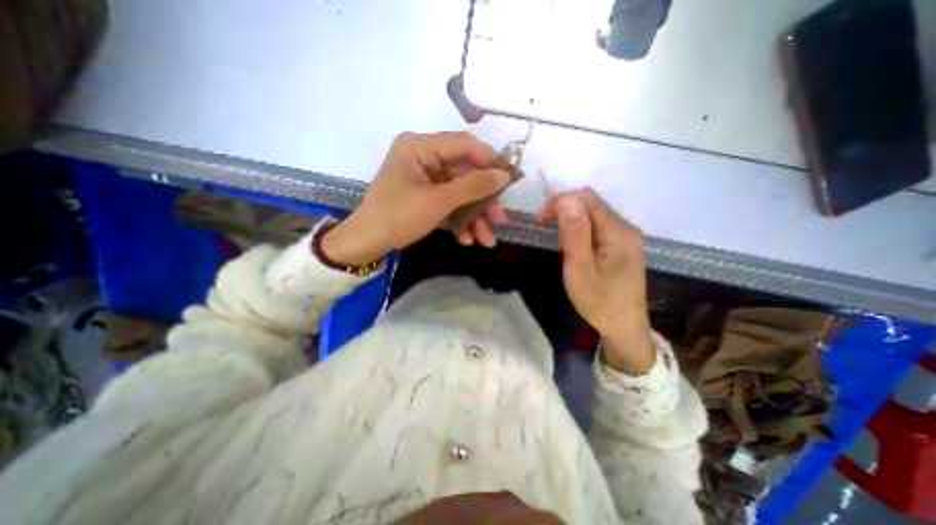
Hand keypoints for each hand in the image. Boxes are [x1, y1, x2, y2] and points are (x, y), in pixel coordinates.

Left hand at [320, 132, 511, 262]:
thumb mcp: (438, 201)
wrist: (368, 243)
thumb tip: (505, 176)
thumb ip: (473, 186)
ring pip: (460, 192)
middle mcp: (424, 157)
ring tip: (487, 240)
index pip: (464, 145)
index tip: (509, 181)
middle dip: (483, 201)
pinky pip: (449, 203)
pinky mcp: (425, 195)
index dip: (490, 162)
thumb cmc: (399, 216)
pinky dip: (459, 221)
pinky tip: (467, 240)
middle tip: (500, 220)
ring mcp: (425, 178)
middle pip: (465, 174)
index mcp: (420, 146)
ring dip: (474, 217)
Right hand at [546, 187, 651, 372]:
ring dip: (570, 219)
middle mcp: (625, 227)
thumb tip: (565, 198)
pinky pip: (598, 226)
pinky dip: (579, 228)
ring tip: (555, 237)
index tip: (541, 221)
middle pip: (591, 203)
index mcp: (617, 231)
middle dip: (564, 209)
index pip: (586, 198)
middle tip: (544, 228)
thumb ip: (574, 232)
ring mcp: (626, 236)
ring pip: (593, 214)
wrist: (624, 327)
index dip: (560, 202)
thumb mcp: (580, 268)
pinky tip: (571, 244)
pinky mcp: (622, 245)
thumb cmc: (599, 301)